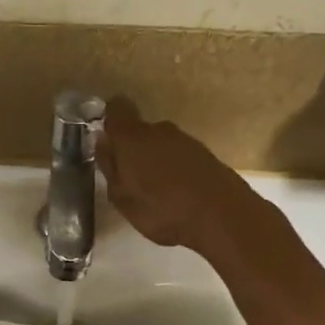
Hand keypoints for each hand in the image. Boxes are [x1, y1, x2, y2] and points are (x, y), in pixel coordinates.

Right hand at [96, 96, 261, 253]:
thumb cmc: (163, 210)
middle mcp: (159, 130)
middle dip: (131, 150)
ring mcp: (185, 140)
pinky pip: (178, 155)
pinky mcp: (204, 153)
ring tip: (153, 192)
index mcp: (132, 138)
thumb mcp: (122, 198)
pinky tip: (175, 193)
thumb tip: (101, 141)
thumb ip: (109, 167)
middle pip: (139, 131)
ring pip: (159, 144)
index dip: (109, 120)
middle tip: (128, 181)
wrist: (223, 215)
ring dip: (153, 161)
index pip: (116, 109)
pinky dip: (172, 169)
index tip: (105, 142)